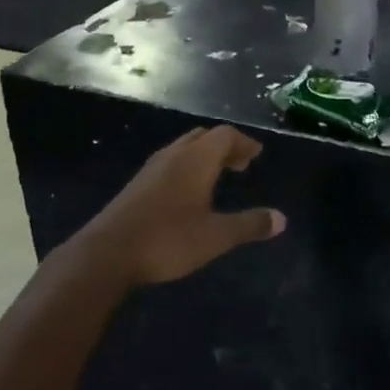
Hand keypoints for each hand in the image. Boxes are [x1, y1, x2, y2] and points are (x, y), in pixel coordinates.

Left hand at [76, 125, 285, 285]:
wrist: (107, 253)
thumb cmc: (168, 239)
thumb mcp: (216, 236)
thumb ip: (249, 225)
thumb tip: (282, 219)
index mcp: (196, 159)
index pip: (225, 135)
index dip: (244, 142)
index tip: (257, 154)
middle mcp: (174, 155)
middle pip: (203, 137)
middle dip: (224, 146)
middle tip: (240, 164)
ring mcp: (151, 168)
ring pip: (184, 148)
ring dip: (204, 156)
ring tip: (217, 176)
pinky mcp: (137, 185)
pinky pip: (170, 163)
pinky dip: (187, 167)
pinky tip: (187, 193)